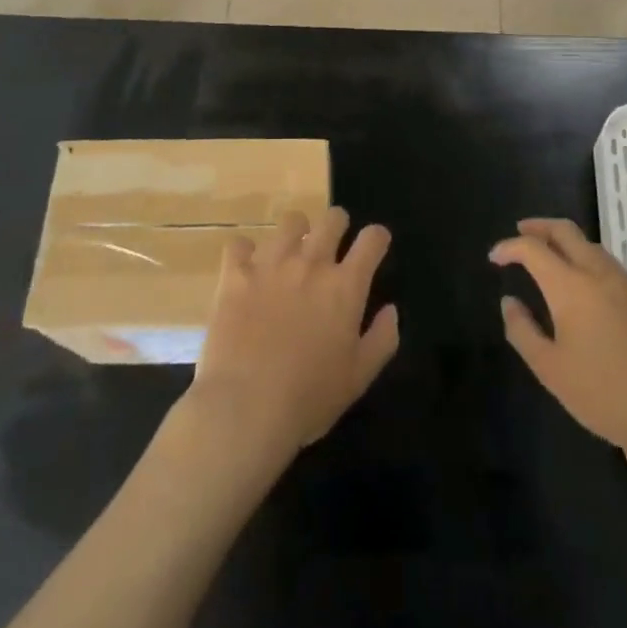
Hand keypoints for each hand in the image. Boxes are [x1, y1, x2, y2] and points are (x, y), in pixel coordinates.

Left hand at [188, 207, 398, 458]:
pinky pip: (240, 244)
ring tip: (291, 253)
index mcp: (345, 286)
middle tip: (333, 245)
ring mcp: (271, 264)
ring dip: (296, 233)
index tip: (374, 246)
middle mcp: (311, 263)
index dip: (377, 238)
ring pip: (290, 221)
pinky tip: (247, 269)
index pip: (371, 240)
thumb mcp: (359, 377)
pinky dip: (245, 252)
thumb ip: (382, 338)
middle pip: (332, 219)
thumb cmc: (309, 398)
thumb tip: (391, 310)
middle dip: (338, 225)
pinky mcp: (236, 274)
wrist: (245, 408)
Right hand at [491, 218, 626, 468]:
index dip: (509, 247)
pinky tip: (590, 295)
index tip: (495, 257)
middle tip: (521, 232)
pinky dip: (592, 268)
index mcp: (572, 287)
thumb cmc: (605, 396)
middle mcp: (602, 275)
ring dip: (568, 245)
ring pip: (594, 249)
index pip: (533, 249)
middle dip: (540, 227)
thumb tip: (510, 302)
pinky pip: (614, 272)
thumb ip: (523, 331)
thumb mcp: (551, 370)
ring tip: (553, 261)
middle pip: (567, 232)